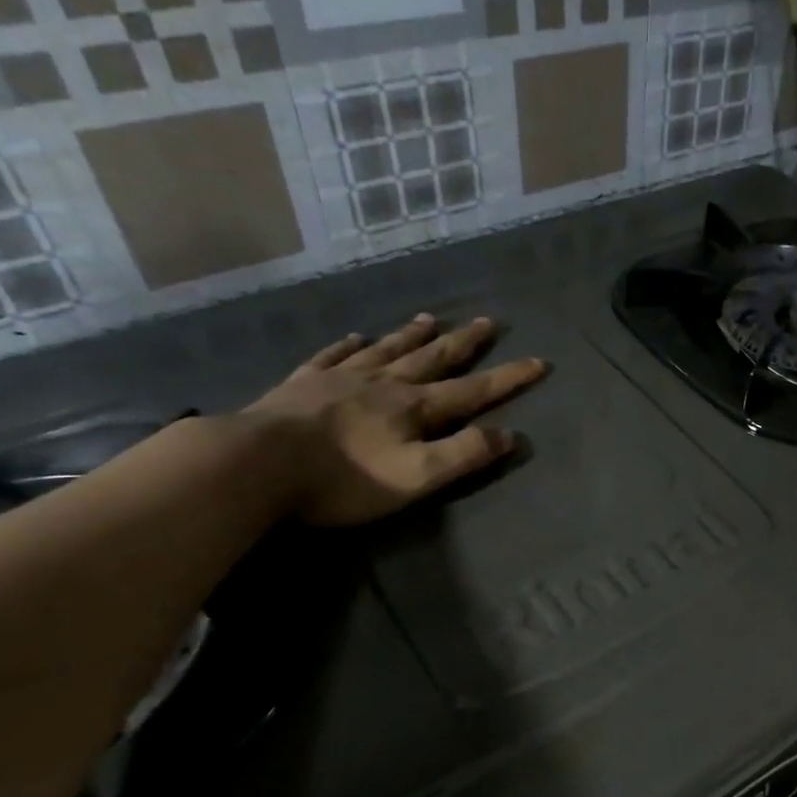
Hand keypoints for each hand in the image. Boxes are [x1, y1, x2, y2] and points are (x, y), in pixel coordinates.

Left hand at [242, 315, 547, 525]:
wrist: (257, 464)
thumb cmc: (344, 478)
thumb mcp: (417, 476)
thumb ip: (464, 454)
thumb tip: (509, 434)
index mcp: (414, 407)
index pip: (473, 390)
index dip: (509, 378)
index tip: (540, 361)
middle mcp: (383, 383)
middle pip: (432, 358)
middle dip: (464, 342)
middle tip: (488, 321)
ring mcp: (340, 378)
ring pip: (386, 350)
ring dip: (412, 335)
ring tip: (430, 317)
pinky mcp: (302, 385)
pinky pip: (332, 356)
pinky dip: (348, 345)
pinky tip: (355, 337)